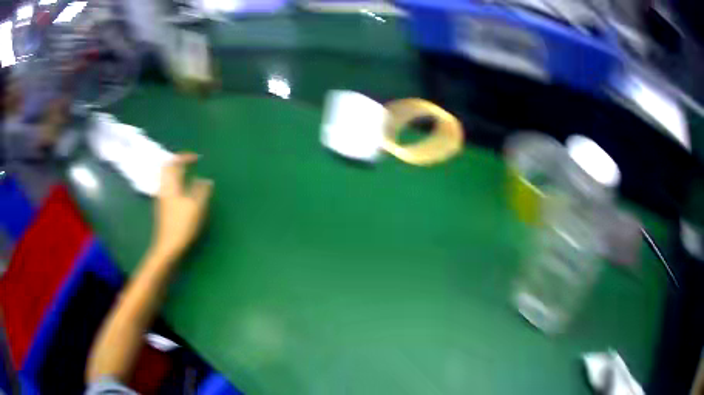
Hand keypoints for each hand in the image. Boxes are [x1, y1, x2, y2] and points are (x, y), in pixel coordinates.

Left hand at [151, 153, 212, 262]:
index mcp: (171, 185)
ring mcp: (162, 199)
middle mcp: (164, 189)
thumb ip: (201, 190)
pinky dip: (175, 183)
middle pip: (167, 169)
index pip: (174, 163)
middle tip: (189, 163)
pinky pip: (168, 188)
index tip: (196, 158)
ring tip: (187, 175)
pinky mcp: (163, 208)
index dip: (185, 157)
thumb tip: (205, 180)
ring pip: (166, 179)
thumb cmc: (182, 225)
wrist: (168, 246)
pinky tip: (183, 191)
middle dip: (177, 163)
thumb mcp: (196, 206)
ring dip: (176, 173)